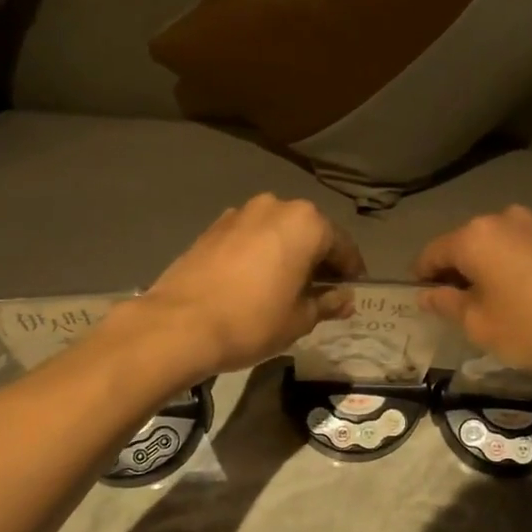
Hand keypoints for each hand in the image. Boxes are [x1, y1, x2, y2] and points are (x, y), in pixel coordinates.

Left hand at [135, 195, 365, 377]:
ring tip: (287, 287)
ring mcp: (240, 213)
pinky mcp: (213, 228)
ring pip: (277, 232)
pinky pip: (250, 238)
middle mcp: (275, 207)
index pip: (342, 246)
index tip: (352, 290)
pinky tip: (256, 281)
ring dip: (287, 254)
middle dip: (318, 259)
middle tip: (321, 291)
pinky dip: (260, 254)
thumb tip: (345, 299)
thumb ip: (327, 303)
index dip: (351, 271)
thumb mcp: (300, 319)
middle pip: (309, 233)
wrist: (179, 325)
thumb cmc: (253, 321)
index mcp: (306, 223)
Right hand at [414, 206, 531, 390]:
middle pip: (466, 245)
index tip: (426, 302)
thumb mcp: (480, 325)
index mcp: (475, 236)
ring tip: (498, 304)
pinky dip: (517, 268)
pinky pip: (525, 249)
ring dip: (490, 269)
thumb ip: (446, 304)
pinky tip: (528, 296)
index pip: (432, 253)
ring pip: (497, 246)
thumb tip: (427, 294)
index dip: (423, 278)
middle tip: (463, 309)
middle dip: (458, 273)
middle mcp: (504, 218)